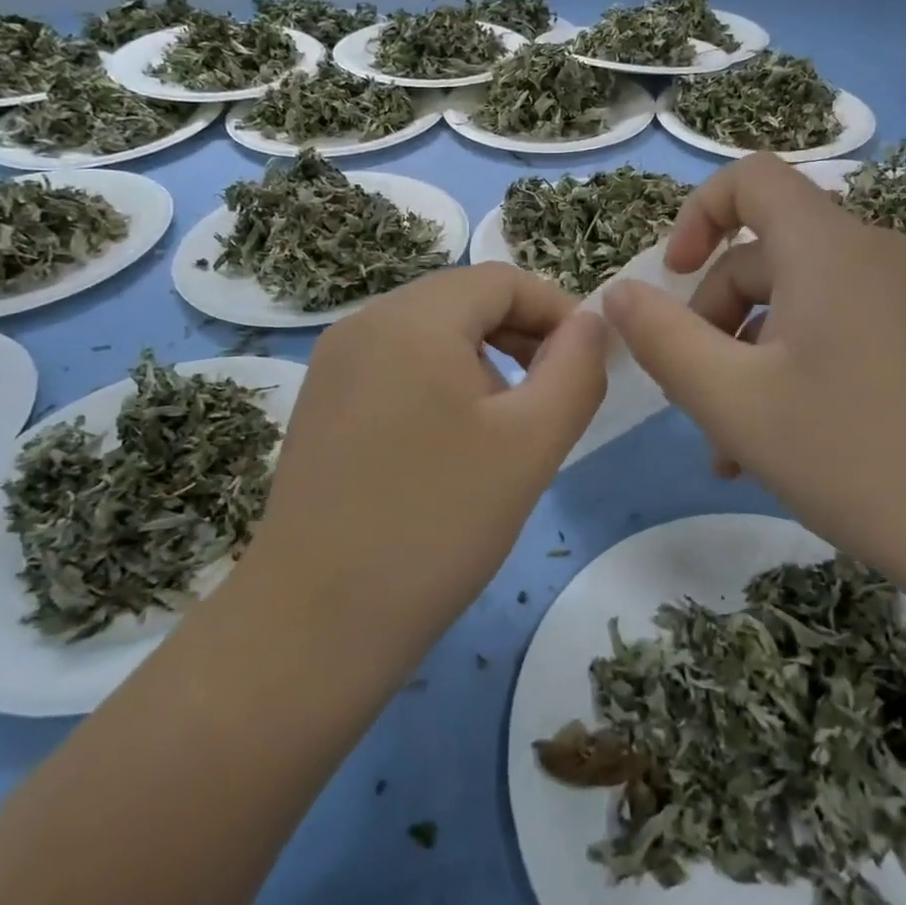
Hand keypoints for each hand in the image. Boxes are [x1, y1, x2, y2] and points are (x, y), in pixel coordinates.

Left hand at [249, 263, 607, 656]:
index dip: (557, 310)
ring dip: (484, 360)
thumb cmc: (437, 523)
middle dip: (522, 335)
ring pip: (431, 333)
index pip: (503, 280)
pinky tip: (454, 443)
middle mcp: (364, 322)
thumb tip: (591, 323)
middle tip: (556, 394)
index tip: (589, 362)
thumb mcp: (531, 442)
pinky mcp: (322, 403)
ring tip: (509, 425)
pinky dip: (442, 381)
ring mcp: (335, 363)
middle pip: (464, 300)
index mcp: (413, 318)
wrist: (313, 624)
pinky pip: (397, 365)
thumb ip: (577, 369)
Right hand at [601, 153, 905, 573]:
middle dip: (713, 316)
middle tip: (692, 393)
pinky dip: (787, 367)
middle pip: (762, 254)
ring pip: (792, 302)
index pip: (751, 178)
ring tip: (728, 442)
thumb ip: (661, 337)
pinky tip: (770, 445)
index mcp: (827, 247)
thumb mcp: (730, 397)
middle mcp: (869, 255)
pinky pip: (829, 329)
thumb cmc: (848, 451)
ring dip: (744, 356)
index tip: (670, 278)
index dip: (696, 215)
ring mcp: (899, 299)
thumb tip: (619, 294)